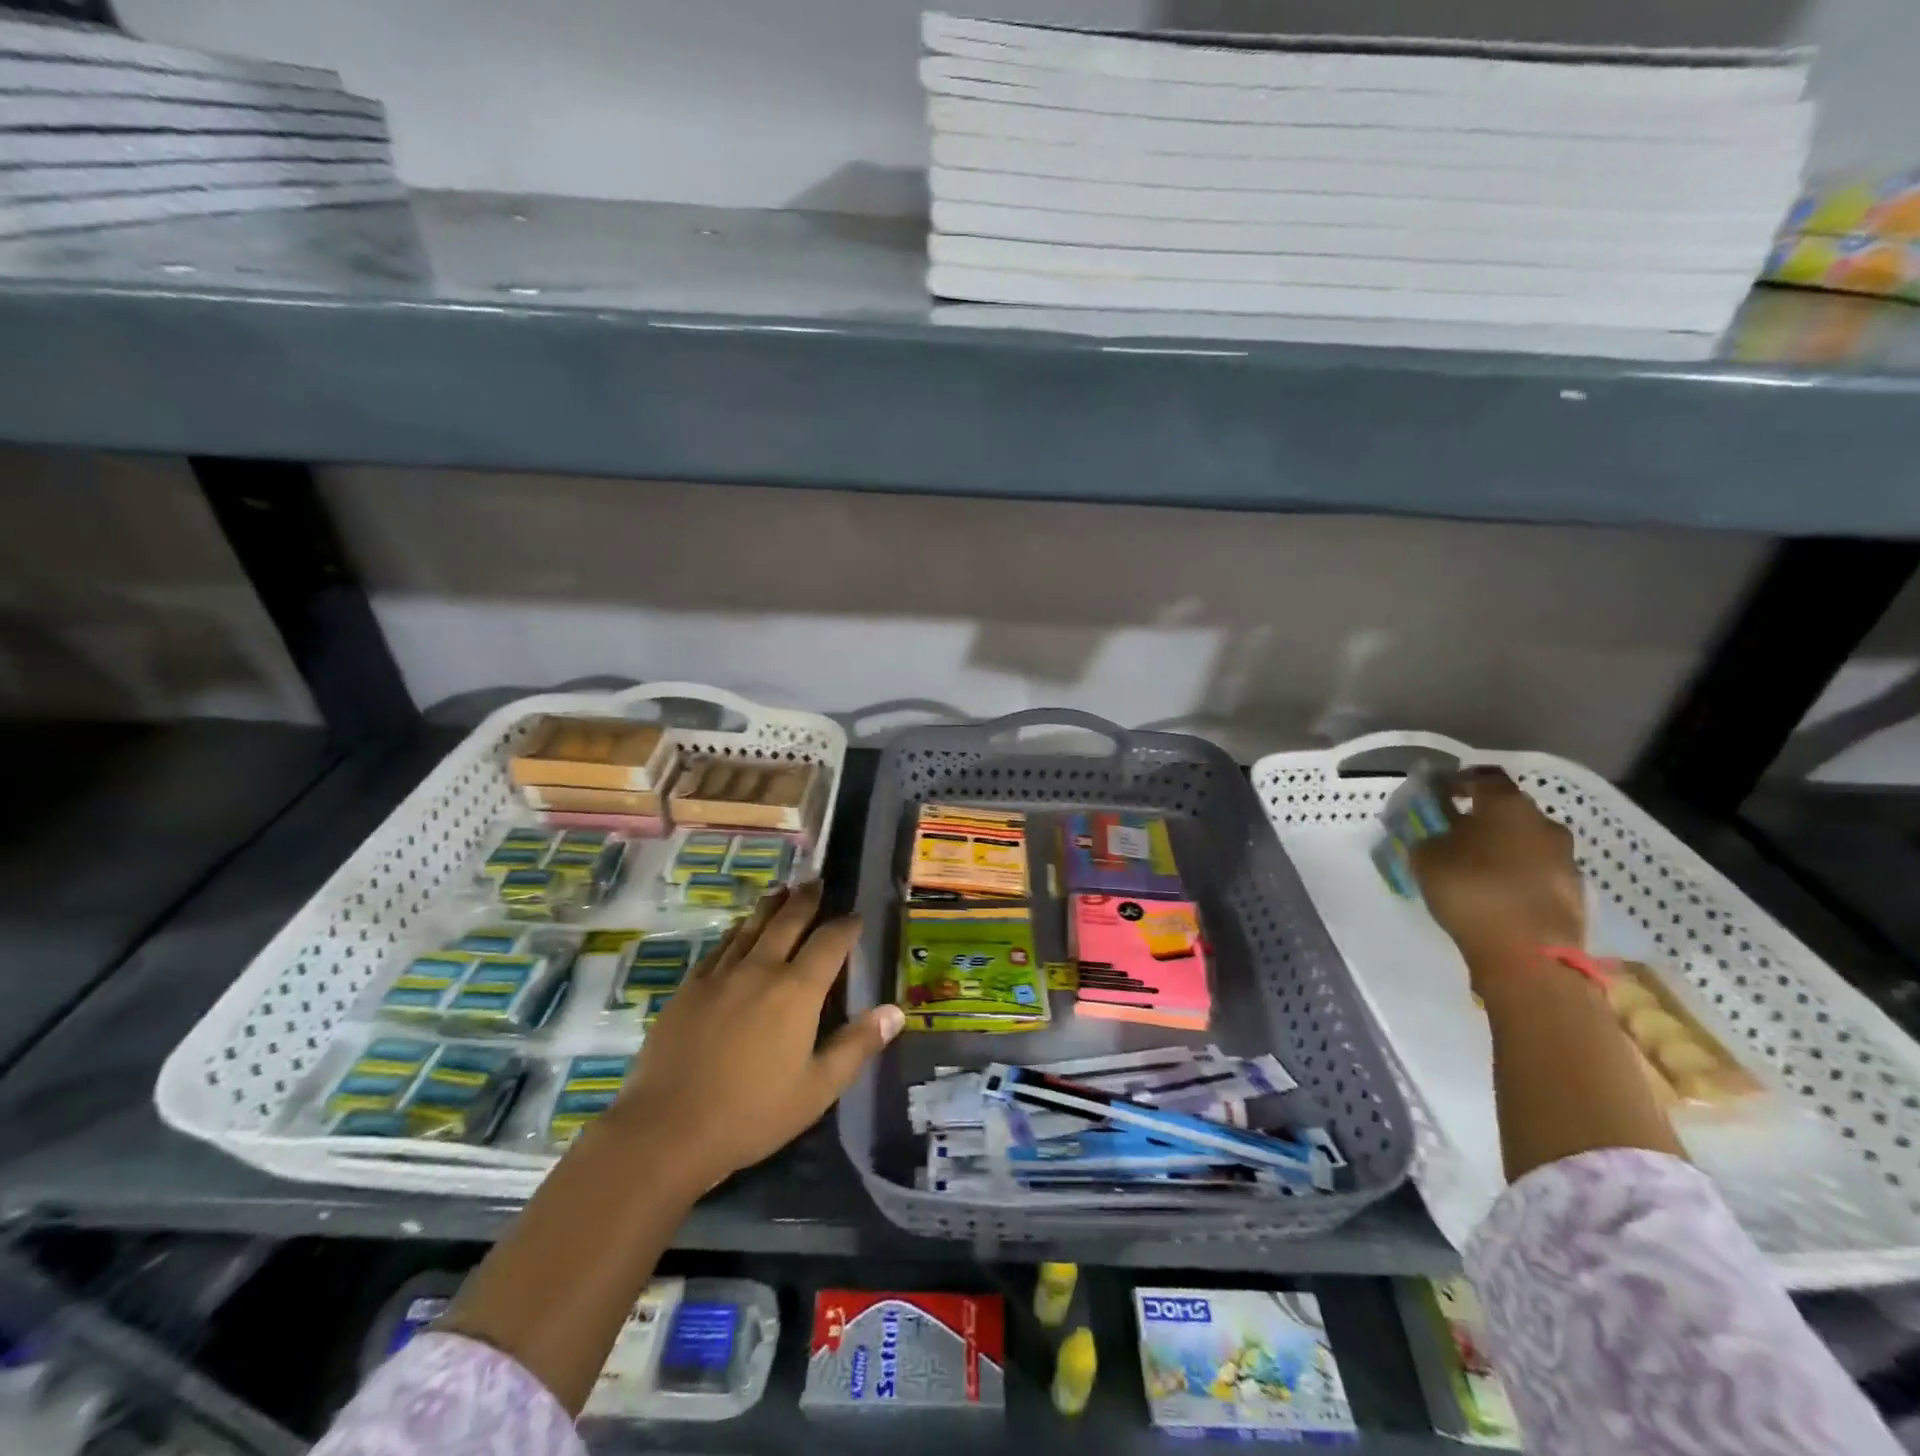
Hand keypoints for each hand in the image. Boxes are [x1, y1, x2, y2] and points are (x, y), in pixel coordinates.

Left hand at [612, 882, 902, 1190]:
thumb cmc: (752, 1113)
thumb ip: (857, 1046)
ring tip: (783, 891)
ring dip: (772, 905)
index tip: (856, 917)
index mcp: (797, 990)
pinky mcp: (689, 986)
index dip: (846, 925)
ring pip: (751, 925)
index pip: (830, 942)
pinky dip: (737, 931)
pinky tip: (738, 931)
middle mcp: (761, 968)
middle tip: (818, 882)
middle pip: (789, 919)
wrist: (667, 1129)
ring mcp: (721, 974)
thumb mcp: (817, 1089)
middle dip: (807, 898)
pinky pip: (720, 946)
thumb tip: (896, 1012)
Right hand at [1409, 769, 1584, 981]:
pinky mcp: (1574, 891)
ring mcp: (1565, 858)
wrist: (1529, 953)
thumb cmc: (1472, 890)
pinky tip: (1496, 892)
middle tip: (1454, 833)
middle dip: (1482, 818)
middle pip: (1509, 811)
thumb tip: (1434, 836)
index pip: (1483, 778)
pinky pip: (1538, 871)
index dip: (1459, 783)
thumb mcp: (1426, 859)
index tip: (1439, 795)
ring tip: (1474, 867)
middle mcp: (1543, 823)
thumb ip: (1427, 838)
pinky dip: (1517, 874)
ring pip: (1526, 842)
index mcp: (1507, 805)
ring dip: (1502, 848)